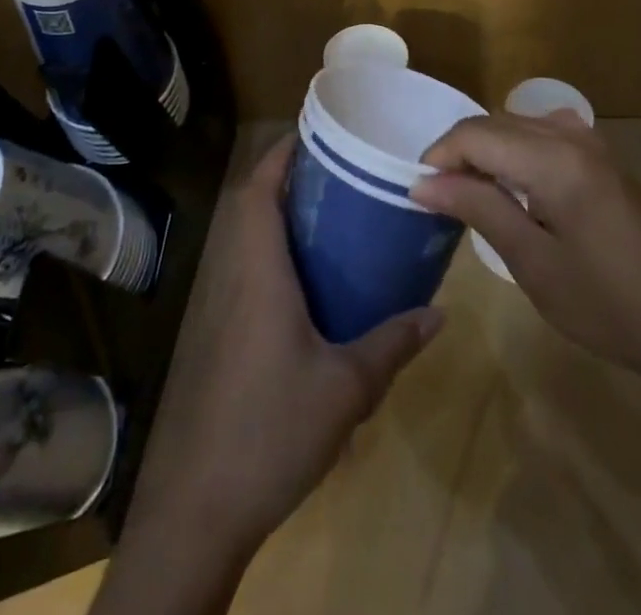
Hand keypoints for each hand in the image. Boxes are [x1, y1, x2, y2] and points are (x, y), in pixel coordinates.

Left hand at [119, 135, 442, 566]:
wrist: (201, 507)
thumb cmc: (272, 429)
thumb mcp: (346, 388)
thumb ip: (392, 344)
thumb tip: (439, 313)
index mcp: (258, 272)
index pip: (259, 190)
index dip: (281, 154)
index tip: (316, 133)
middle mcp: (234, 277)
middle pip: (252, 207)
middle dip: (289, 180)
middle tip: (340, 172)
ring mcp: (222, 308)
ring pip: (247, 240)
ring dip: (281, 217)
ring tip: (334, 214)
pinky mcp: (221, 336)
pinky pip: (247, 272)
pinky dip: (275, 255)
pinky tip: (312, 282)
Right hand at [410, 112, 640, 382]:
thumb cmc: (610, 303)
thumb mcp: (534, 263)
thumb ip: (479, 209)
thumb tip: (423, 182)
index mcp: (552, 158)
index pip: (474, 133)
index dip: (438, 156)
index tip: (417, 193)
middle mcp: (570, 135)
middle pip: (494, 122)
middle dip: (459, 152)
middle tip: (439, 198)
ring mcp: (592, 143)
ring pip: (518, 124)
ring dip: (487, 150)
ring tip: (470, 195)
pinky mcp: (603, 159)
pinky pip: (543, 135)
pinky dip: (516, 152)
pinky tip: (515, 188)